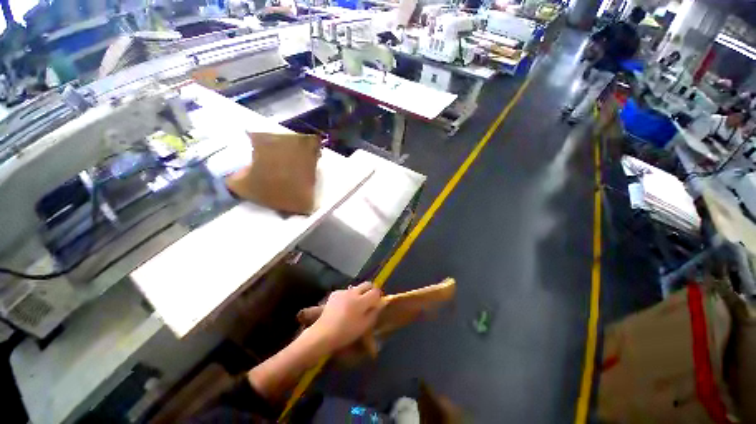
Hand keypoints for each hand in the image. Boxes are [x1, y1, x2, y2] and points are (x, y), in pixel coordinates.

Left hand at [308, 282, 383, 351]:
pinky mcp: (335, 293)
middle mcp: (353, 292)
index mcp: (361, 300)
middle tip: (369, 301)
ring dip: (359, 293)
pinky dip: (348, 296)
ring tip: (355, 305)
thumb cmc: (346, 332)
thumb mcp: (365, 326)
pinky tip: (344, 307)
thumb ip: (374, 312)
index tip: (377, 303)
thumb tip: (380, 303)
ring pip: (356, 287)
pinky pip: (346, 291)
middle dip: (370, 290)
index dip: (378, 296)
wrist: (323, 333)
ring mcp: (343, 291)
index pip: (375, 291)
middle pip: (367, 284)